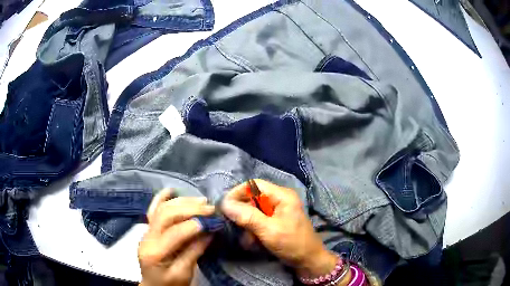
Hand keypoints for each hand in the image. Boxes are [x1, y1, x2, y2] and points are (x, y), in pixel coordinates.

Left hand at [138, 189, 214, 285]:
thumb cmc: (170, 284)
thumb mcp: (184, 274)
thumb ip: (194, 252)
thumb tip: (209, 231)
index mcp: (155, 252)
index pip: (174, 233)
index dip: (194, 224)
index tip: (214, 220)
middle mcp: (147, 238)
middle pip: (166, 215)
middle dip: (190, 209)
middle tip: (210, 208)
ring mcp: (145, 232)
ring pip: (161, 209)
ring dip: (181, 202)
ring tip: (201, 201)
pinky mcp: (148, 229)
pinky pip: (153, 210)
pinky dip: (161, 198)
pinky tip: (171, 190)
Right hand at [220, 180, 341, 279]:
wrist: (308, 261)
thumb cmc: (292, 243)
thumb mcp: (269, 230)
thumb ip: (247, 216)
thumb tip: (224, 204)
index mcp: (282, 195)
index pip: (254, 185)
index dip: (237, 193)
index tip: (225, 207)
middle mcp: (279, 200)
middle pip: (252, 199)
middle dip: (242, 215)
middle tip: (235, 228)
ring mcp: (277, 212)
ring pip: (253, 213)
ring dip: (247, 227)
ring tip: (248, 241)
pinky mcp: (275, 223)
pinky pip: (258, 222)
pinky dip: (253, 232)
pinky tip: (253, 243)